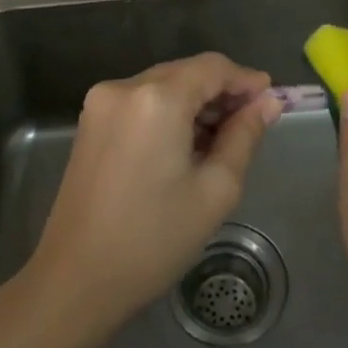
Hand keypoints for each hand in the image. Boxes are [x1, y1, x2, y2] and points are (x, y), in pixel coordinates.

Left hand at [27, 52, 281, 332]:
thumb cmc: (154, 239)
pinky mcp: (90, 123)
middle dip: (221, 92)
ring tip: (222, 140)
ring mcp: (101, 103)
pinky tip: (186, 145)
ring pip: (163, 86)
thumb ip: (244, 136)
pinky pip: (141, 102)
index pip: (212, 67)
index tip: (272, 101)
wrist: (76, 280)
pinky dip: (169, 113)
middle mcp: (124, 87)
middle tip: (252, 124)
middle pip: (186, 72)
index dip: (245, 80)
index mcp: (157, 98)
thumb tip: (269, 103)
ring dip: (195, 103)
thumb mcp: (215, 189)